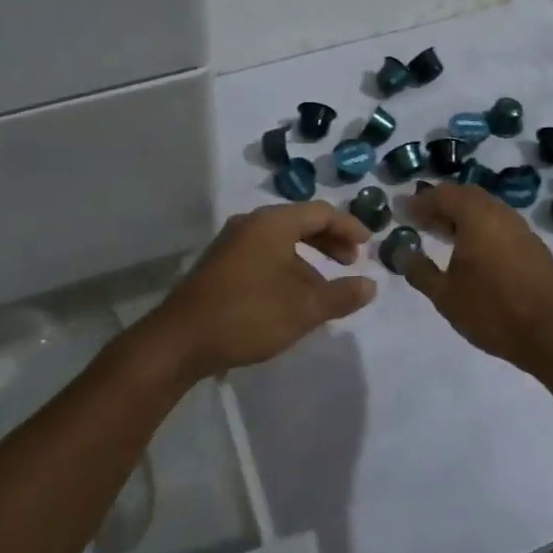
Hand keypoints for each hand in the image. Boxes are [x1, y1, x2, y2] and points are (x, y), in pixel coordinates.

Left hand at [143, 202, 377, 379]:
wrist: (181, 339)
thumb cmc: (248, 315)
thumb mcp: (303, 309)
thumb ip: (341, 295)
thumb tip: (371, 285)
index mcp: (272, 223)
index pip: (320, 212)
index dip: (348, 227)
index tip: (369, 246)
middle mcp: (251, 224)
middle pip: (300, 223)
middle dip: (329, 242)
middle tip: (351, 263)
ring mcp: (232, 243)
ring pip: (280, 241)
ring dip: (307, 259)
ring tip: (325, 289)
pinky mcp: (220, 264)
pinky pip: (263, 254)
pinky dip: (286, 267)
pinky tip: (292, 298)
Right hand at [399, 182, 552, 371]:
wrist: (552, 335)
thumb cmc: (492, 311)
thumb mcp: (445, 295)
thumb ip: (419, 271)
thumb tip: (402, 253)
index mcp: (477, 217)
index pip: (442, 195)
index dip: (419, 202)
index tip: (401, 210)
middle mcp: (500, 214)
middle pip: (465, 196)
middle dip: (440, 204)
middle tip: (420, 220)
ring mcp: (521, 229)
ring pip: (485, 209)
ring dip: (461, 216)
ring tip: (443, 235)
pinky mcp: (534, 246)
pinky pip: (500, 224)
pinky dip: (480, 228)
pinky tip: (473, 252)